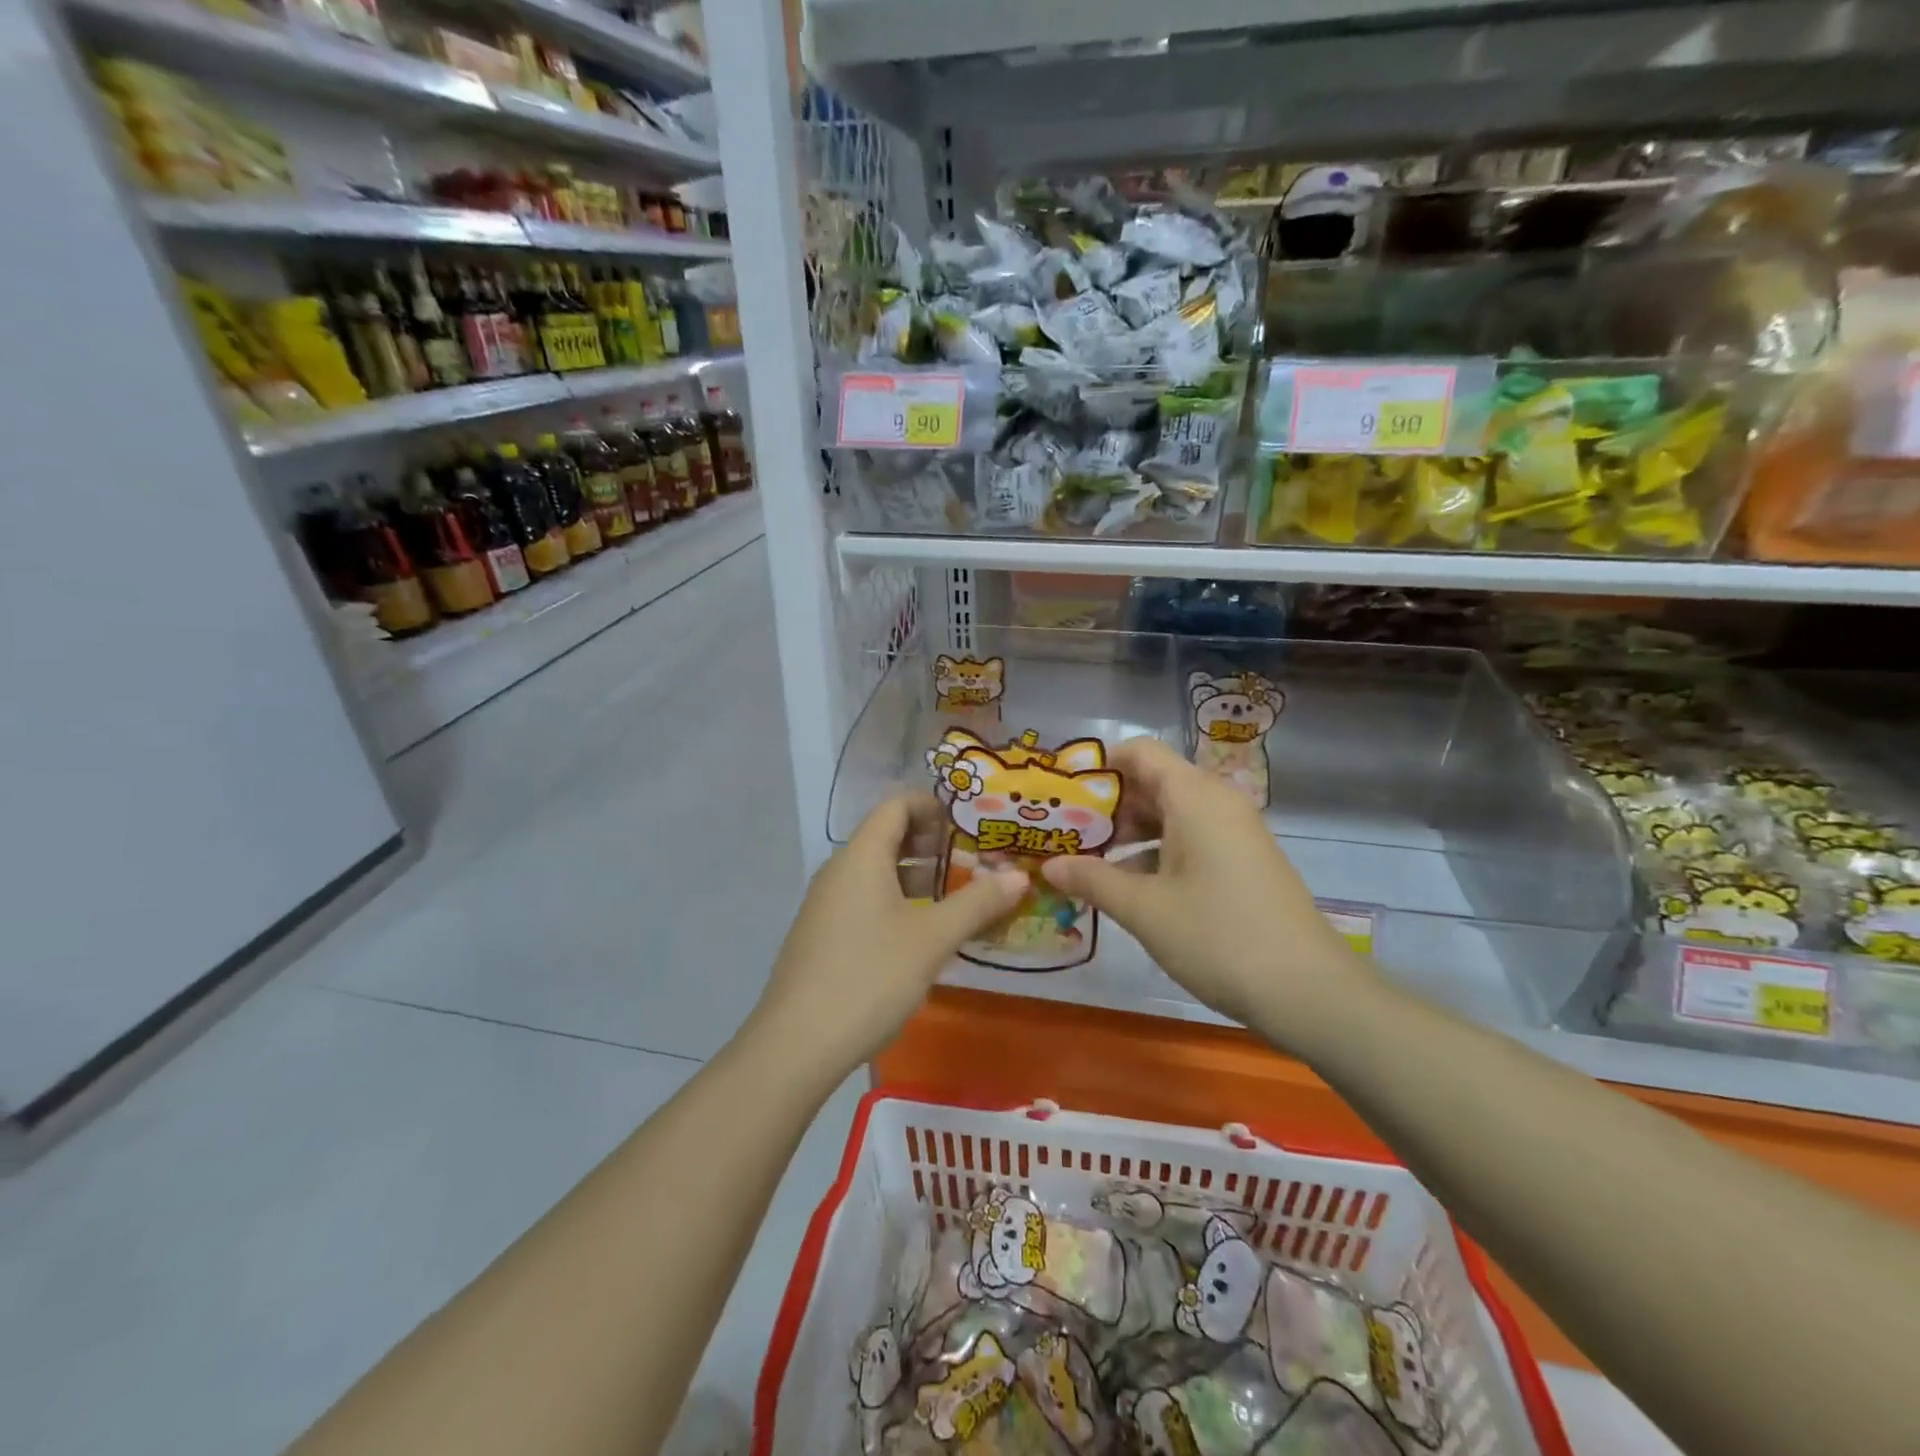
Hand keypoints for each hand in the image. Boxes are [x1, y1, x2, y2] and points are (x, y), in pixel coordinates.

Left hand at [746, 795, 1025, 1078]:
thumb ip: (977, 903)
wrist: (797, 1045)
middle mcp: (839, 870)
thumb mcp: (932, 939)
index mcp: (862, 856)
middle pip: (887, 836)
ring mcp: (825, 904)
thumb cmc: (870, 977)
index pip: (896, 805)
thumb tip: (1019, 876)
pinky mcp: (821, 935)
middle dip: (932, 845)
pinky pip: (864, 900)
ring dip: (916, 878)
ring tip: (956, 899)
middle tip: (975, 863)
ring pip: (876, 872)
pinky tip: (921, 936)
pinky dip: (896, 902)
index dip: (933, 806)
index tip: (970, 825)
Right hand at [1040, 737, 1375, 1049]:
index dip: (1098, 766)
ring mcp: (1233, 833)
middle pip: (1152, 782)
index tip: (1062, 794)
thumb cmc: (1218, 937)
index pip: (1139, 752)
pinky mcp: (1242, 861)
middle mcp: (1216, 802)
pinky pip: (1189, 839)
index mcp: (1194, 796)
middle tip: (1064, 834)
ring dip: (1127, 834)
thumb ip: (1092, 879)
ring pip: (1170, 814)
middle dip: (1106, 806)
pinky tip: (1127, 886)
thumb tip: (1050, 865)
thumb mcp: (1144, 909)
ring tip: (1085, 861)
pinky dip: (1155, 852)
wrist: (1309, 991)